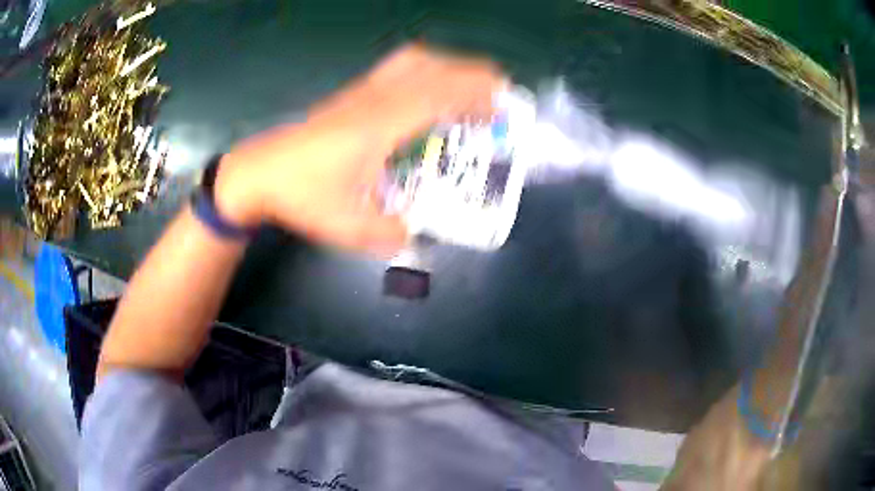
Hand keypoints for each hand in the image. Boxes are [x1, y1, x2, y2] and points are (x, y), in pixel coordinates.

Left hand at [214, 45, 505, 255]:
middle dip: (472, 74)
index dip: (475, 95)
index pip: (438, 96)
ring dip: (448, 66)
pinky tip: (428, 88)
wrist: (260, 173)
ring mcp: (361, 92)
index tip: (502, 105)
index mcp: (380, 126)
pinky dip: (425, 69)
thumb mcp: (349, 227)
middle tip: (497, 92)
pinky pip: (396, 68)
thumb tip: (414, 234)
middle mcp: (375, 100)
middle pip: (432, 68)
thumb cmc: (303, 196)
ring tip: (469, 85)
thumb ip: (390, 235)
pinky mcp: (351, 94)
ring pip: (413, 60)